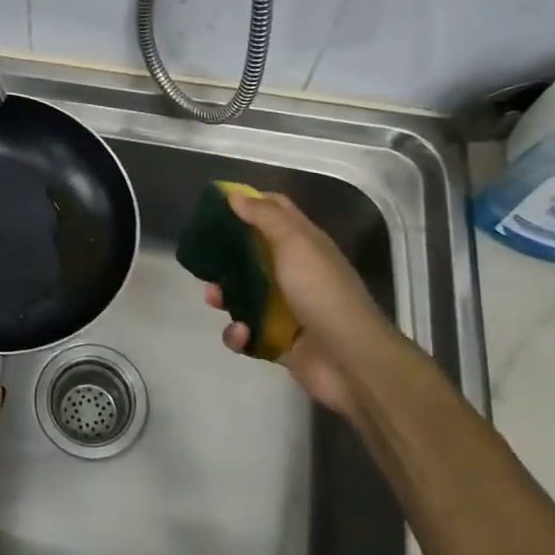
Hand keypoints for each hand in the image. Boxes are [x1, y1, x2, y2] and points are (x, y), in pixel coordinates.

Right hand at [204, 189, 404, 415]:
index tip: (216, 205)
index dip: (249, 203)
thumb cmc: (322, 292)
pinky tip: (242, 334)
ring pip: (243, 295)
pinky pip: (247, 333)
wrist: (350, 360)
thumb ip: (265, 217)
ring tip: (214, 298)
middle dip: (225, 255)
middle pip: (252, 254)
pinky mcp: (277, 341)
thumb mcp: (295, 244)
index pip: (276, 212)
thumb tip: (234, 195)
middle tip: (203, 256)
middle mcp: (295, 272)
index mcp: (304, 245)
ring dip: (224, 296)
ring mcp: (286, 309)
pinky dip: (239, 334)